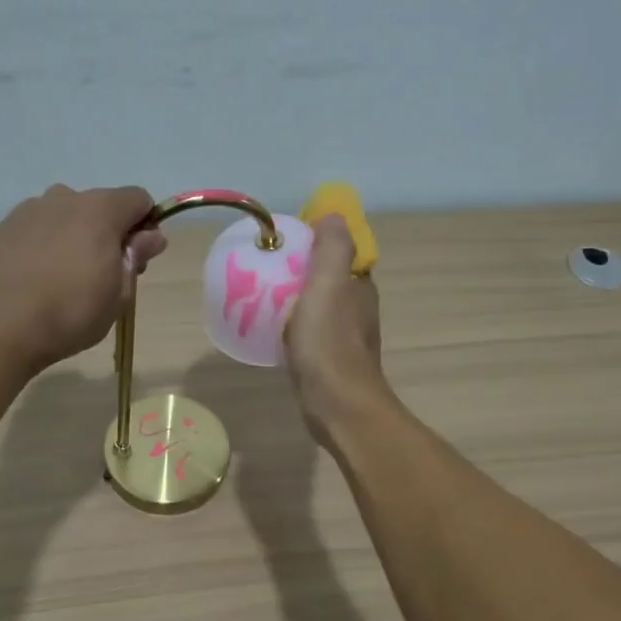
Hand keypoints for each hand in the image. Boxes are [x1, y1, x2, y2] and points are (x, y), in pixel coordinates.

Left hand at [0, 185, 166, 370]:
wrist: (2, 324)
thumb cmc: (72, 312)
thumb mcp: (118, 293)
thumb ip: (135, 256)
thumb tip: (152, 236)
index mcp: (101, 210)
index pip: (138, 200)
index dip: (145, 226)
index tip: (138, 259)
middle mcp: (66, 198)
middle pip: (101, 206)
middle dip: (110, 232)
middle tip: (105, 275)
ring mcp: (31, 209)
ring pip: (67, 215)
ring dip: (76, 235)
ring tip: (67, 276)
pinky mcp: (5, 227)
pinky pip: (39, 227)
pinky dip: (47, 242)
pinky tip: (40, 276)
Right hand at [283, 215, 390, 443]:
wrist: (337, 405)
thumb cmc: (330, 343)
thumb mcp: (328, 285)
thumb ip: (332, 249)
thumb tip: (334, 215)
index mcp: (359, 287)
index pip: (341, 253)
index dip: (317, 243)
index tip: (285, 242)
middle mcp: (357, 309)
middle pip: (328, 279)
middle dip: (301, 270)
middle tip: (266, 267)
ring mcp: (344, 337)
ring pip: (318, 307)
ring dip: (296, 298)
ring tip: (261, 295)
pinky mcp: (329, 361)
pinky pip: (309, 332)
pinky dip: (293, 325)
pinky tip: (272, 330)